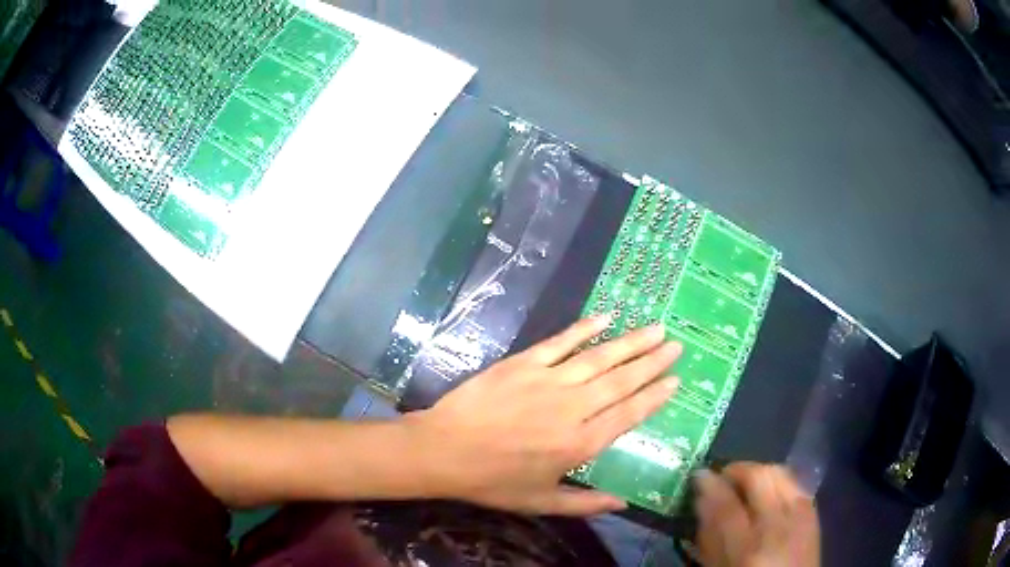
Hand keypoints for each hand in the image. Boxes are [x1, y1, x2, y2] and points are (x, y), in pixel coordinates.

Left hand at [405, 316, 681, 515]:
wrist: (443, 451)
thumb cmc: (492, 481)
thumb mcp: (540, 502)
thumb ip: (585, 504)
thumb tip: (624, 504)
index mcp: (579, 444)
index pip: (628, 415)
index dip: (654, 396)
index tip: (675, 380)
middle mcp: (573, 409)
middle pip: (621, 381)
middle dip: (652, 362)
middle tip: (675, 345)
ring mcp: (548, 381)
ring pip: (599, 358)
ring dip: (630, 342)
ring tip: (656, 329)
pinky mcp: (524, 363)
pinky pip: (561, 342)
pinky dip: (585, 328)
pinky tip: (606, 317)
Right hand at [694, 463, 819, 566]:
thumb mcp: (720, 565)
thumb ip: (710, 536)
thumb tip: (701, 499)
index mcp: (748, 548)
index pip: (726, 504)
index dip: (710, 484)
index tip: (699, 474)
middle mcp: (778, 525)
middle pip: (760, 477)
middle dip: (739, 469)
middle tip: (723, 476)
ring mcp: (801, 515)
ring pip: (781, 473)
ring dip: (760, 472)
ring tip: (745, 483)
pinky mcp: (814, 511)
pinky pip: (795, 483)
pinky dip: (778, 480)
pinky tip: (769, 493)